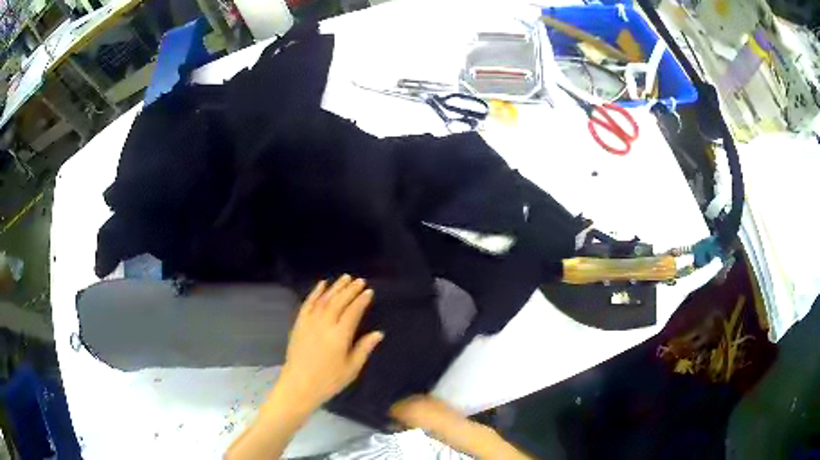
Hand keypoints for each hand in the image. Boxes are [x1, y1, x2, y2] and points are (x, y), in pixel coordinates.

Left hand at [274, 275, 383, 414]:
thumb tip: (378, 333)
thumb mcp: (351, 369)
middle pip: (339, 302)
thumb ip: (364, 349)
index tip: (369, 291)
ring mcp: (309, 323)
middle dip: (350, 290)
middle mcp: (324, 325)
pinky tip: (321, 285)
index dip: (361, 301)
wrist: (299, 385)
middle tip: (359, 280)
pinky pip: (308, 304)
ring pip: (324, 300)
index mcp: (339, 336)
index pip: (353, 312)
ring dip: (335, 288)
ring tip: (345, 278)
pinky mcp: (299, 324)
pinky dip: (315, 293)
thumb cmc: (328, 380)